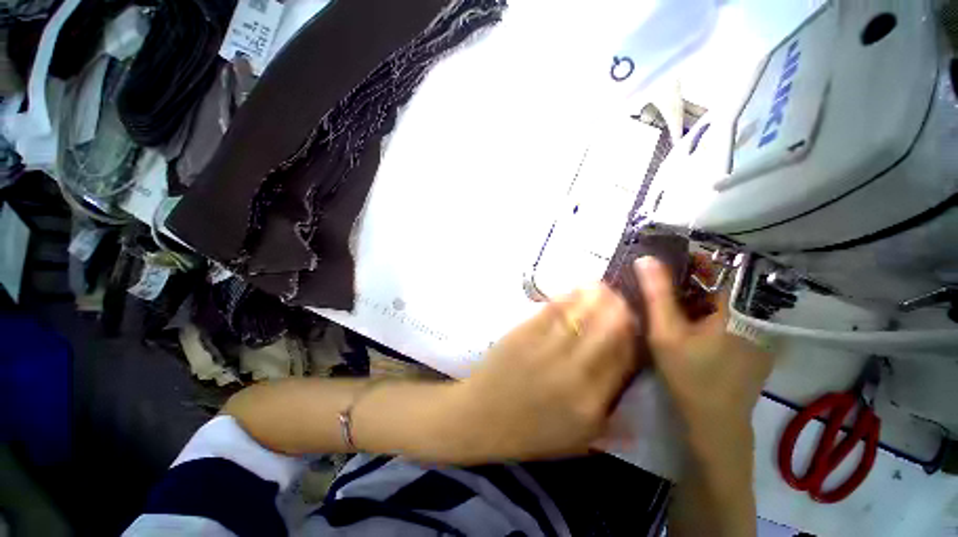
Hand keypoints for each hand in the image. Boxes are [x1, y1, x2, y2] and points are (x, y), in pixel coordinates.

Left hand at [447, 284, 638, 462]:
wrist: (482, 417)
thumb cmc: (530, 432)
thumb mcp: (577, 440)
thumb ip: (610, 421)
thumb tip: (634, 400)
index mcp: (591, 402)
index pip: (623, 359)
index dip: (632, 335)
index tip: (632, 321)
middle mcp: (574, 373)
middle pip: (607, 332)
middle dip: (618, 310)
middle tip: (619, 297)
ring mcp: (546, 350)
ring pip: (580, 316)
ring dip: (594, 297)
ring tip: (600, 286)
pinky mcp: (524, 334)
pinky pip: (551, 311)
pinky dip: (566, 297)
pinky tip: (575, 290)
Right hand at [635, 257, 771, 434]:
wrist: (716, 422)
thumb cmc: (688, 375)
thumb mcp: (665, 332)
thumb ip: (656, 294)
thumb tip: (645, 259)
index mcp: (736, 308)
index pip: (718, 267)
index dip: (690, 261)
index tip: (664, 263)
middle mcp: (755, 314)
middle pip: (722, 284)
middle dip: (691, 281)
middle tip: (663, 288)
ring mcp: (760, 331)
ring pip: (726, 301)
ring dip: (700, 297)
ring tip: (674, 306)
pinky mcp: (758, 344)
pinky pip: (732, 316)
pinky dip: (711, 313)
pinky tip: (692, 326)